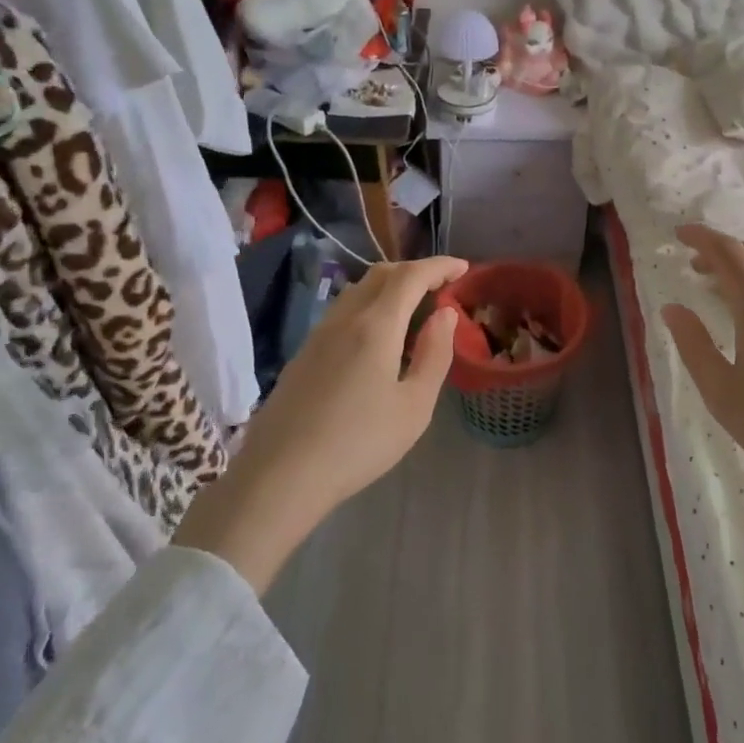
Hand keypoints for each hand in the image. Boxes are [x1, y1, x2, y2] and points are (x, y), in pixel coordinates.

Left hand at [175, 256, 467, 589]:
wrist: (280, 476)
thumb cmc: (358, 443)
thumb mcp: (414, 406)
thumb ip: (434, 354)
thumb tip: (444, 315)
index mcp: (375, 325)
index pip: (411, 276)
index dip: (440, 266)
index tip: (463, 268)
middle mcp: (345, 318)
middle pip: (381, 274)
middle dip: (415, 271)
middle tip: (441, 287)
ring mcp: (319, 334)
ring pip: (358, 290)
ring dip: (390, 286)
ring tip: (413, 308)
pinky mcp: (304, 353)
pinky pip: (343, 310)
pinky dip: (370, 304)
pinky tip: (378, 336)